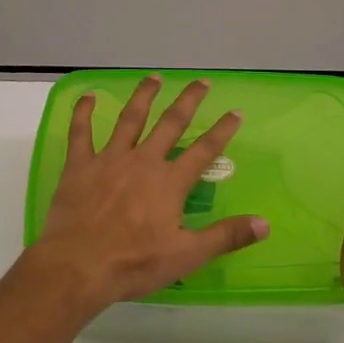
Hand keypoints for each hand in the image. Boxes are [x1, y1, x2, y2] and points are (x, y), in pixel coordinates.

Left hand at [25, 76, 267, 311]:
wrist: (78, 265)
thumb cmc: (134, 263)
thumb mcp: (187, 256)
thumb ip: (226, 236)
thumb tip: (265, 224)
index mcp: (169, 182)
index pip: (204, 150)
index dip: (222, 130)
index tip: (235, 111)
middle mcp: (143, 161)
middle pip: (170, 124)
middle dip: (188, 101)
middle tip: (201, 81)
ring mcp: (110, 159)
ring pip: (130, 119)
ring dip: (143, 96)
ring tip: (154, 78)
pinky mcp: (80, 165)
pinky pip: (81, 132)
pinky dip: (83, 113)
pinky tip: (87, 96)